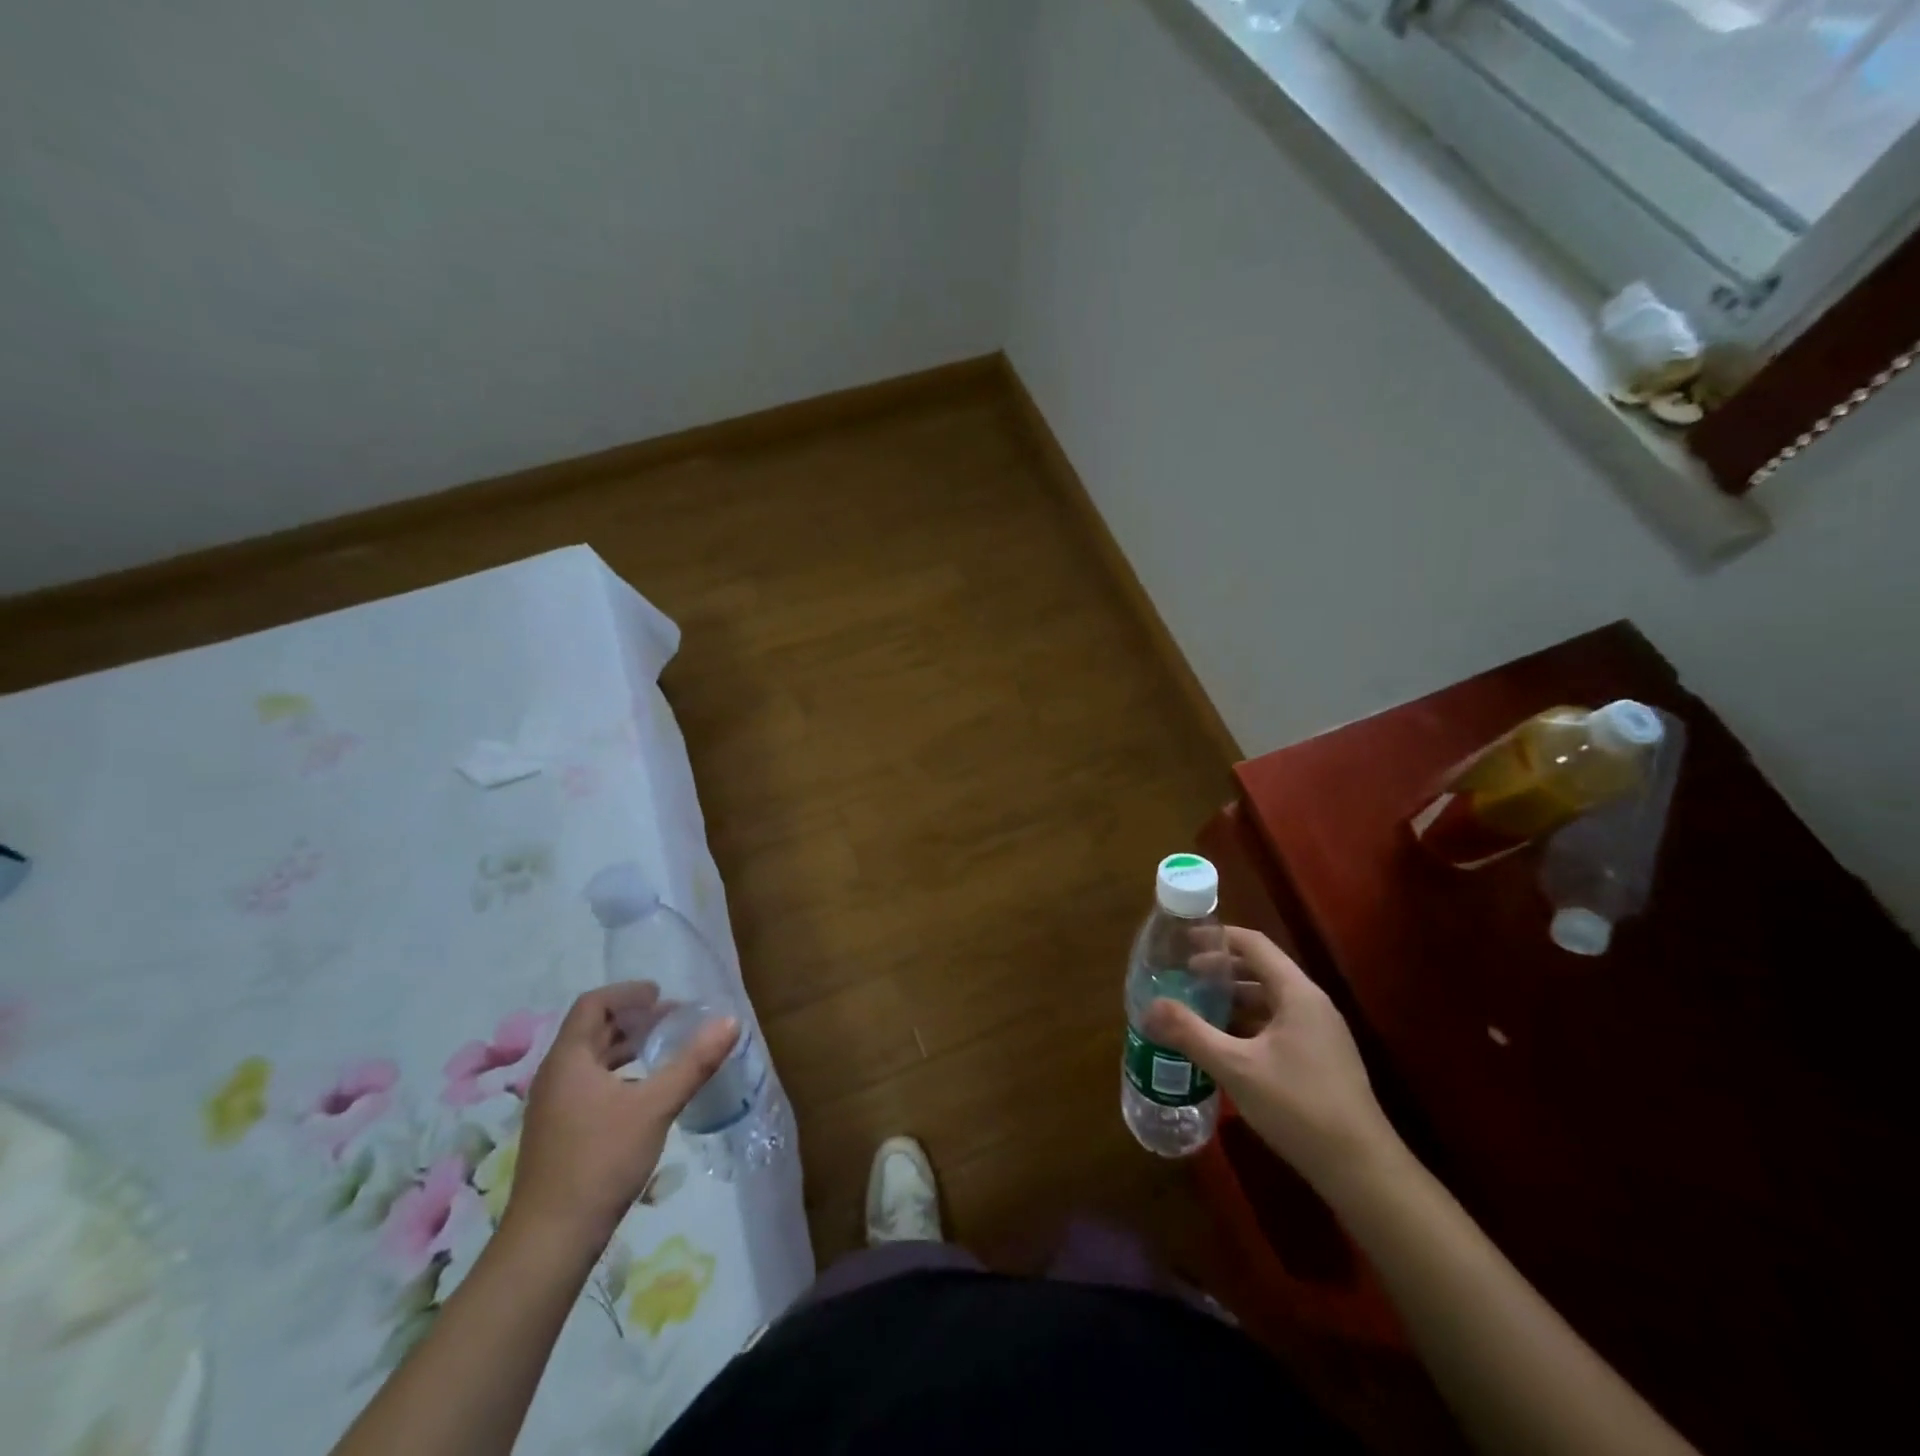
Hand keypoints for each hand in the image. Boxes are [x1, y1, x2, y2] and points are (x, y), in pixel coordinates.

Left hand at [506, 982, 738, 1250]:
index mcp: (569, 1060)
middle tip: (673, 1020)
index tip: (661, 994)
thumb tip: (730, 1021)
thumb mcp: (655, 1106)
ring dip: (627, 1048)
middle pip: (593, 1030)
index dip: (627, 992)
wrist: (550, 1242)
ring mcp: (554, 1108)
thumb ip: (693, 1062)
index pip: (593, 1004)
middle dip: (634, 1019)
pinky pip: (591, 1085)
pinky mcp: (560, 1134)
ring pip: (592, 1060)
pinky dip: (620, 1075)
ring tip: (665, 1050)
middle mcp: (556, 1076)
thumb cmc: (600, 1161)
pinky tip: (646, 1094)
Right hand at [1145, 927, 1398, 1197]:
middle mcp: (1312, 1004)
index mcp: (1297, 993)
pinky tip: (1225, 1044)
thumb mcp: (1236, 1067)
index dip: (1218, 937)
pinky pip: (1278, 1025)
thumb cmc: (1298, 1106)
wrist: (1361, 1170)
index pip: (1254, 944)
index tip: (1183, 942)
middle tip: (1183, 977)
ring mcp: (1320, 1033)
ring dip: (1234, 998)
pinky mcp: (1321, 1059)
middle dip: (1221, 970)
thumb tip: (1149, 1008)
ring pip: (1270, 1000)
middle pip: (1262, 969)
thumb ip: (1190, 1033)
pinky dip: (1248, 1023)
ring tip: (1197, 1008)